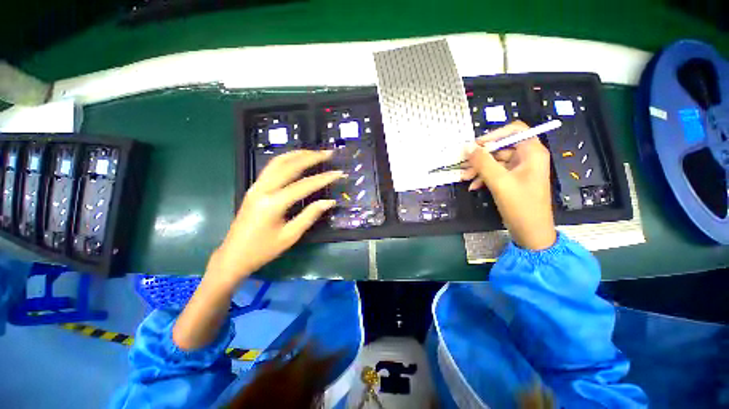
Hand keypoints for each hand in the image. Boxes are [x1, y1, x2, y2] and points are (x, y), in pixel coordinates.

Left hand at [206, 150, 342, 286]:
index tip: (339, 173)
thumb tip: (329, 202)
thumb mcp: (290, 236)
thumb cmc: (264, 250)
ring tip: (314, 152)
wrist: (233, 256)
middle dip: (310, 157)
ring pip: (277, 162)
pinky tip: (296, 160)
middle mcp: (263, 189)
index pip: (304, 185)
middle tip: (328, 153)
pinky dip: (286, 160)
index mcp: (273, 204)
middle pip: (289, 166)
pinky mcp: (254, 188)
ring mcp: (256, 186)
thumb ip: (310, 215)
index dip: (323, 178)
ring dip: (297, 154)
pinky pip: (271, 168)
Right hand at [461, 121, 556, 249]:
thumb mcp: (499, 182)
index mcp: (531, 152)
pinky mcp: (513, 180)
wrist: (531, 232)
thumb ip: (482, 162)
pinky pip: (495, 173)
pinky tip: (473, 186)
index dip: (494, 135)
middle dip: (481, 156)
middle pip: (501, 147)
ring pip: (495, 161)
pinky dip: (483, 178)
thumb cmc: (520, 205)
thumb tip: (467, 147)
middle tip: (463, 164)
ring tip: (463, 177)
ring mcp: (520, 170)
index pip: (514, 130)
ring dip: (478, 168)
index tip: (475, 146)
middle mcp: (527, 157)